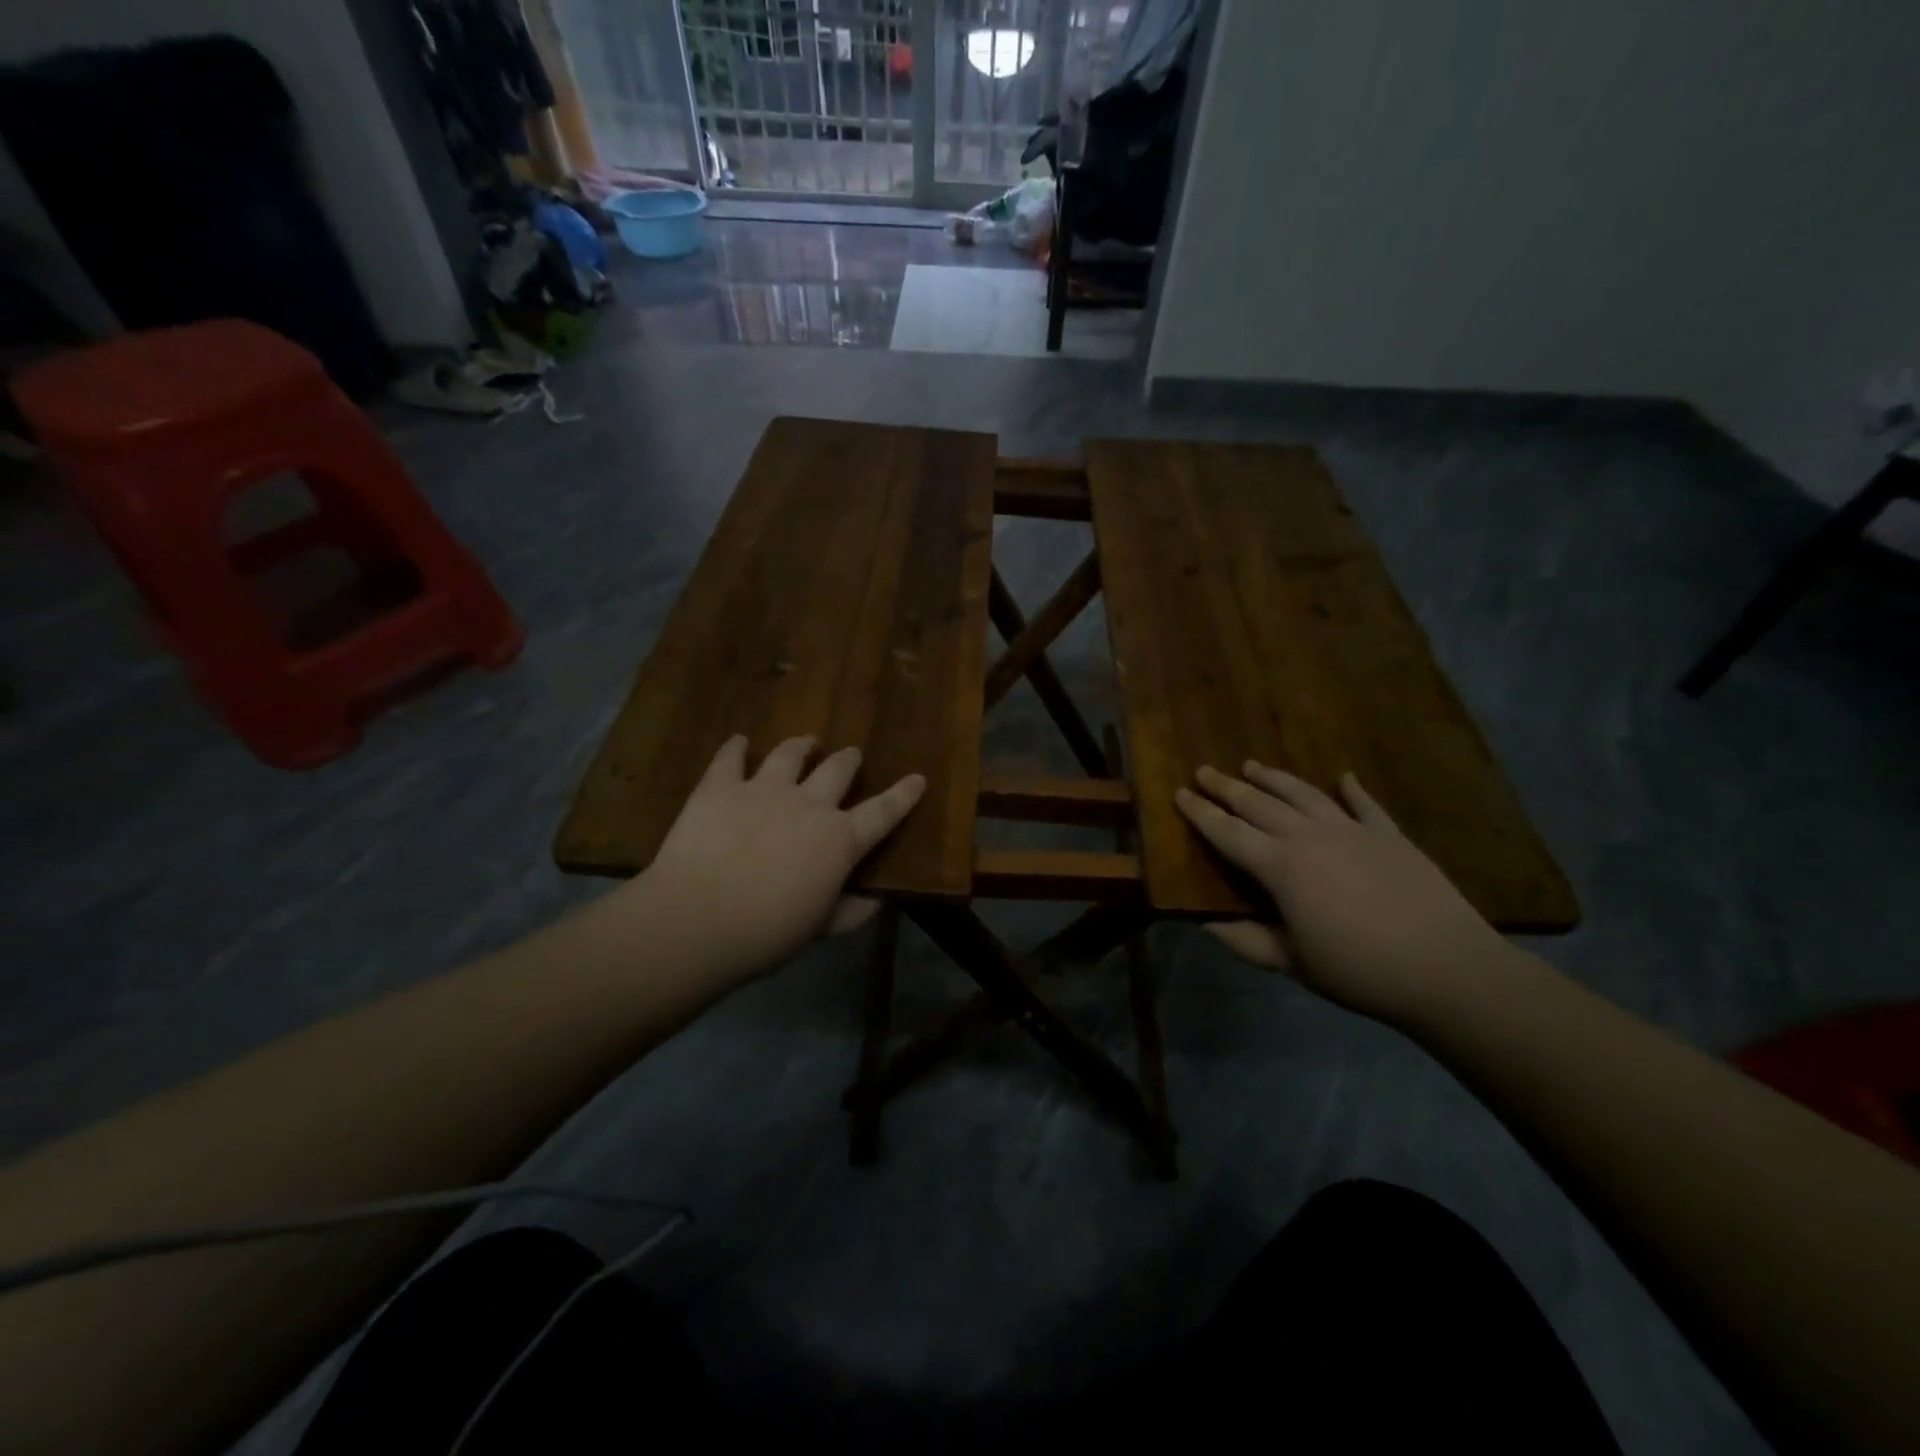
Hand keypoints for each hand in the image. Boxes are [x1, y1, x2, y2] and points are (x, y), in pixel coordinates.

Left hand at [620, 735, 924, 985]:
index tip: (918, 778)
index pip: (883, 812)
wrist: (697, 919)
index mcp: (839, 840)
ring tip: (807, 742)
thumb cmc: (767, 933)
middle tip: (851, 756)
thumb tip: (876, 902)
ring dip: (802, 746)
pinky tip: (738, 741)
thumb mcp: (820, 929)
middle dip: (848, 761)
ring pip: (790, 754)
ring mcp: (763, 789)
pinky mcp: (720, 787)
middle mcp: (809, 804)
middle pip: (837, 771)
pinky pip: (730, 758)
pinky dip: (735, 748)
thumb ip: (851, 912)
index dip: (903, 795)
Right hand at [1175, 763, 1516, 1023]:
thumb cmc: (1359, 970)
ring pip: (1303, 793)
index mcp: (1280, 867)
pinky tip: (1343, 777)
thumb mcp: (1291, 962)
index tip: (1179, 794)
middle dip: (1227, 787)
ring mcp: (1353, 831)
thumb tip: (1203, 922)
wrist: (1448, 969)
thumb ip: (1244, 939)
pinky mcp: (1390, 836)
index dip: (1200, 813)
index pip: (1228, 832)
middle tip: (1204, 771)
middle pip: (1259, 803)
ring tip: (1252, 765)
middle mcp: (1310, 837)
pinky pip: (1364, 805)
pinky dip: (1351, 789)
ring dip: (1274, 778)